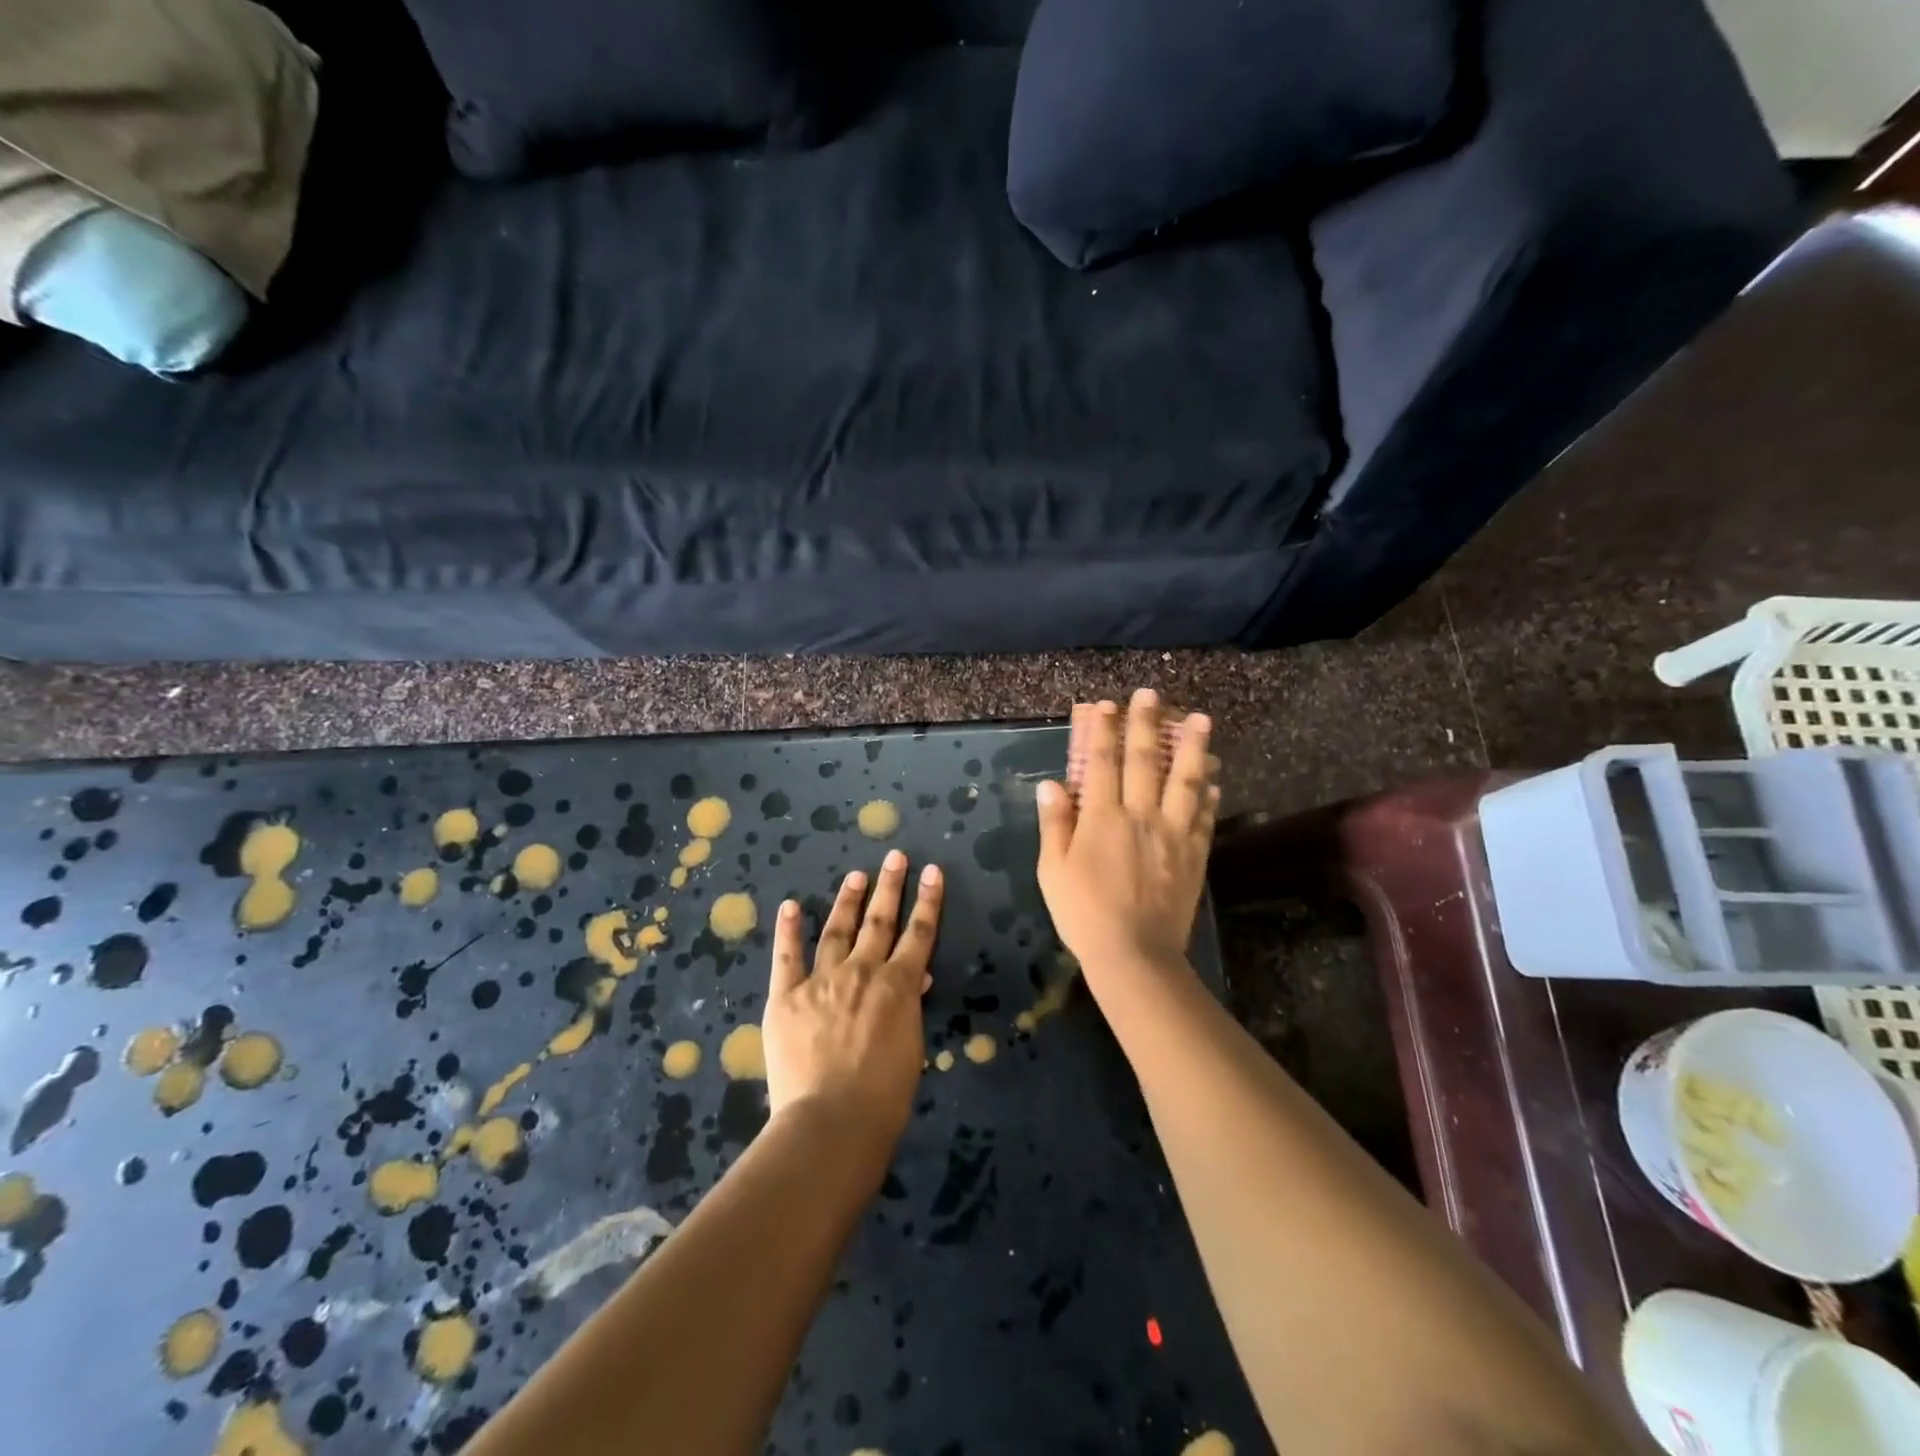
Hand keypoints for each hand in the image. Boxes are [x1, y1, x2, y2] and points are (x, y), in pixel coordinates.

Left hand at [762, 851, 942, 1146]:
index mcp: (898, 986)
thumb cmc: (884, 1097)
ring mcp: (822, 980)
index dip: (928, 901)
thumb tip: (913, 978)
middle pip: (879, 921)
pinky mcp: (787, 996)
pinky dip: (788, 931)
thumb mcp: (910, 1049)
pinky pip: (787, 957)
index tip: (932, 872)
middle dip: (890, 886)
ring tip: (855, 876)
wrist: (832, 1121)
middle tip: (895, 856)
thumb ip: (908, 1008)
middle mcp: (862, 972)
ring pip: (837, 930)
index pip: (919, 934)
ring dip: (847, 901)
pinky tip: (789, 907)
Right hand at [1037, 689, 1218, 993]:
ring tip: (1200, 719)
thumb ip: (1056, 824)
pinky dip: (1209, 793)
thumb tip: (1052, 785)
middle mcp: (1140, 815)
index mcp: (1102, 817)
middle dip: (1145, 724)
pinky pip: (1204, 816)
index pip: (1101, 763)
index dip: (1102, 731)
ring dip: (1192, 747)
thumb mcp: (1053, 870)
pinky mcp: (1194, 854)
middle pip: (1144, 760)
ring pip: (1185, 780)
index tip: (1104, 705)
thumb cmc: (1084, 913)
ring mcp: (1172, 833)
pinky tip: (1214, 777)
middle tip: (1150, 694)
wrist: (1134, 954)